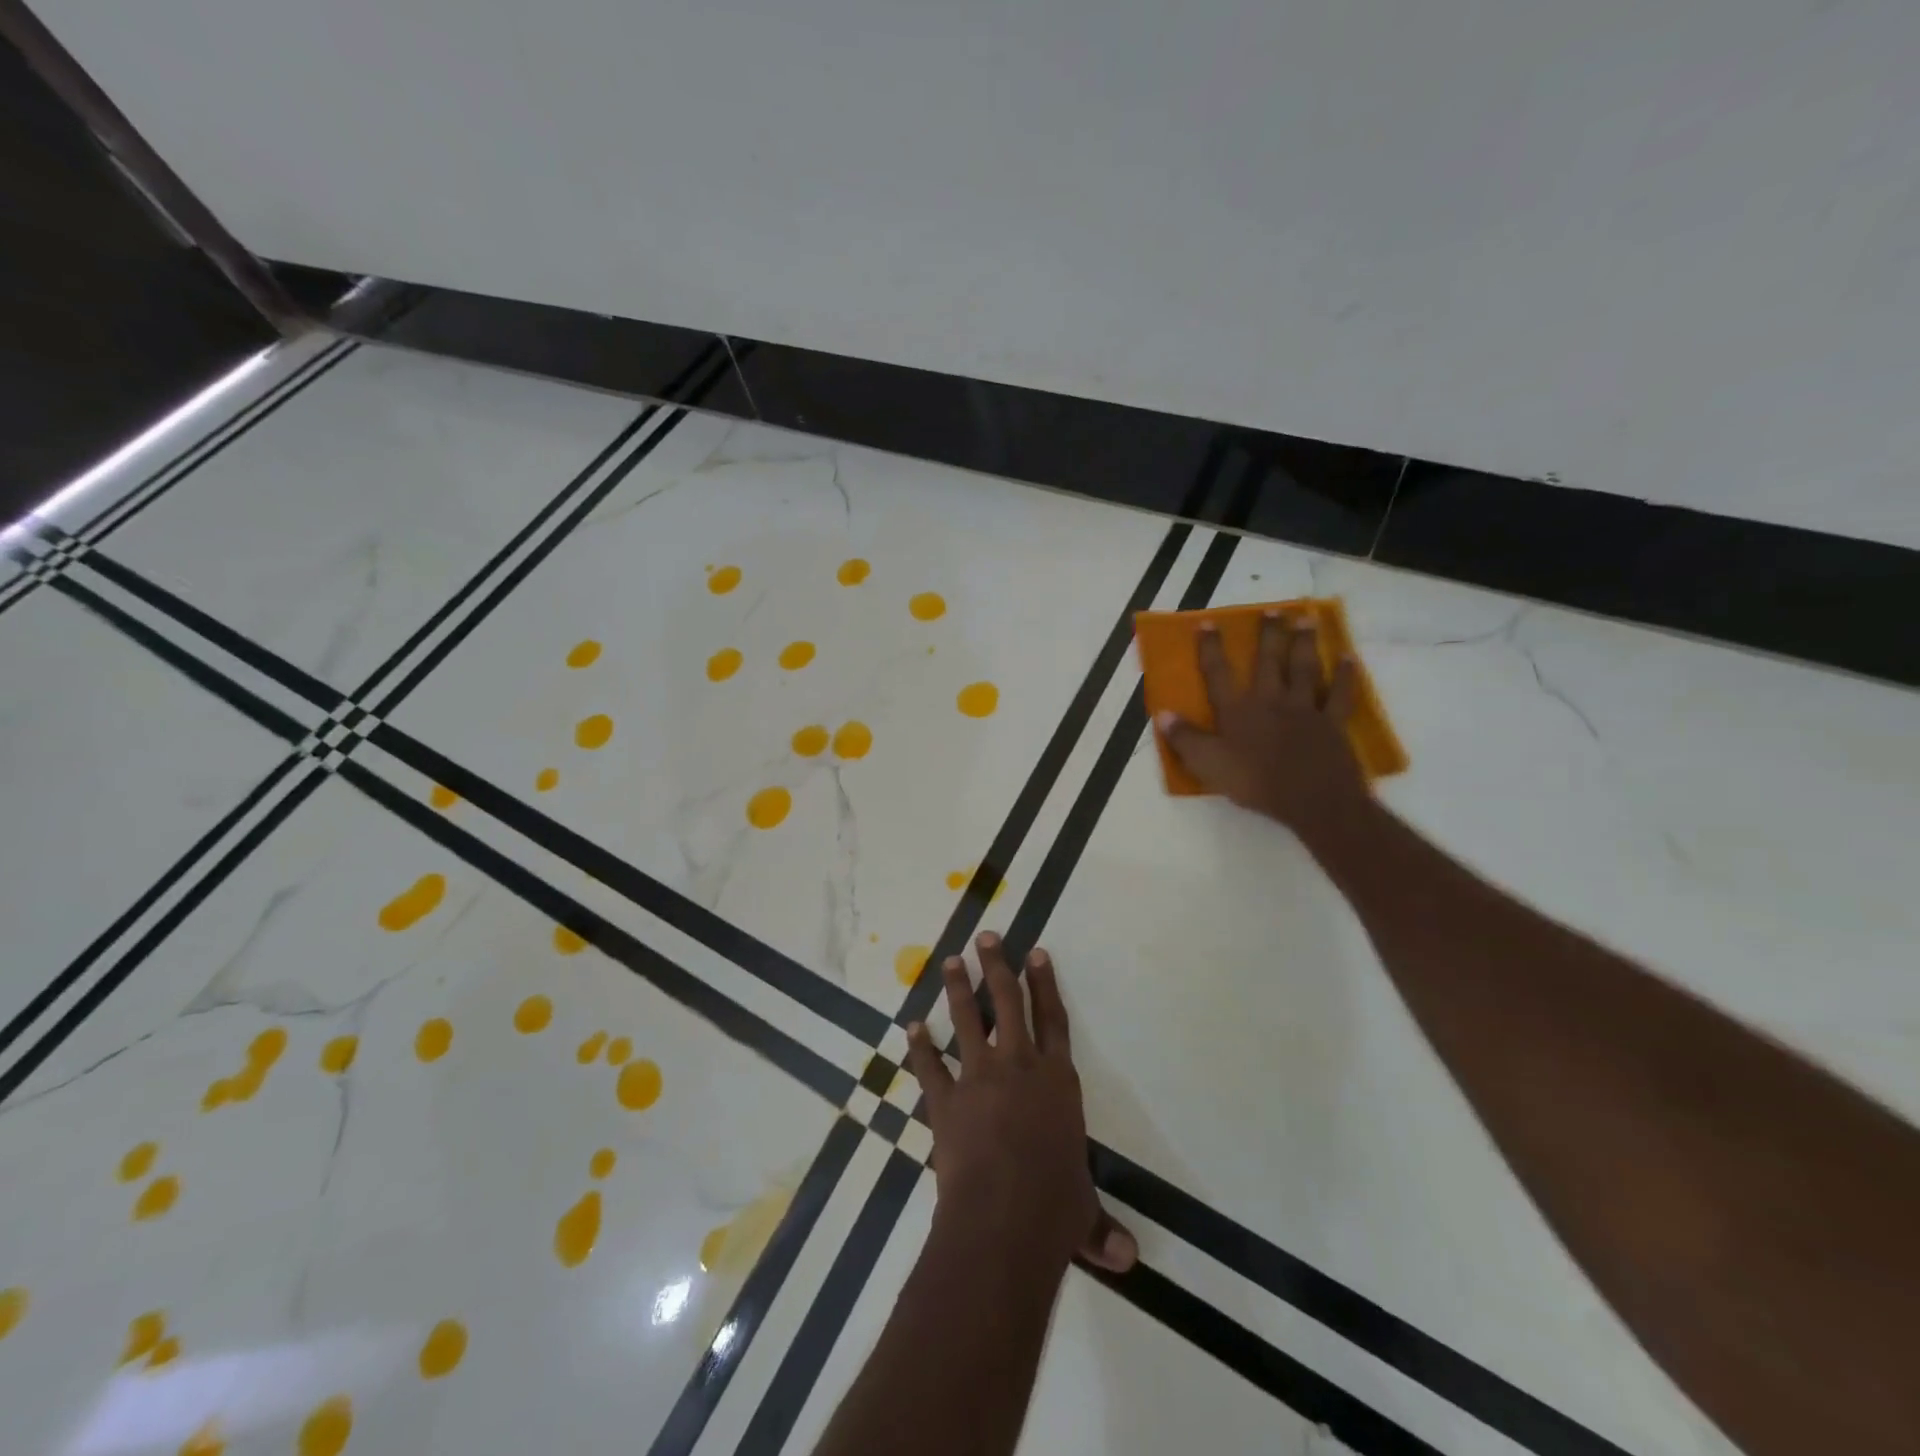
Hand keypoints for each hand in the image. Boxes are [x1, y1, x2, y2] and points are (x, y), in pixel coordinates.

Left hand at [905, 933, 1137, 1273]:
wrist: (1003, 1218)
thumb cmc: (1055, 1208)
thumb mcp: (1082, 1215)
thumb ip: (1099, 1227)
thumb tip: (1126, 1259)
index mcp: (1057, 1081)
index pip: (1053, 1020)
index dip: (1045, 984)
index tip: (1036, 953)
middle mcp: (1018, 1067)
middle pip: (1007, 1003)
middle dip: (997, 966)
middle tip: (986, 937)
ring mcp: (978, 1078)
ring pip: (966, 1020)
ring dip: (956, 988)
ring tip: (948, 960)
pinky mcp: (945, 1100)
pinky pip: (929, 1066)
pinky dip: (919, 1047)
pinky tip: (910, 1027)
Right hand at [1156, 611, 1368, 831]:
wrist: (1312, 800)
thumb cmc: (1255, 782)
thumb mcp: (1208, 764)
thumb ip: (1185, 739)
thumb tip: (1163, 714)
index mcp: (1237, 711)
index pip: (1218, 673)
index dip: (1210, 648)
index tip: (1207, 623)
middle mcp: (1270, 701)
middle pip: (1268, 661)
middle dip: (1268, 634)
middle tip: (1272, 610)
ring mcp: (1305, 709)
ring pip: (1304, 668)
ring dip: (1304, 643)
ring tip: (1306, 619)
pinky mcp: (1332, 723)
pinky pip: (1340, 695)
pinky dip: (1345, 677)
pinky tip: (1348, 659)